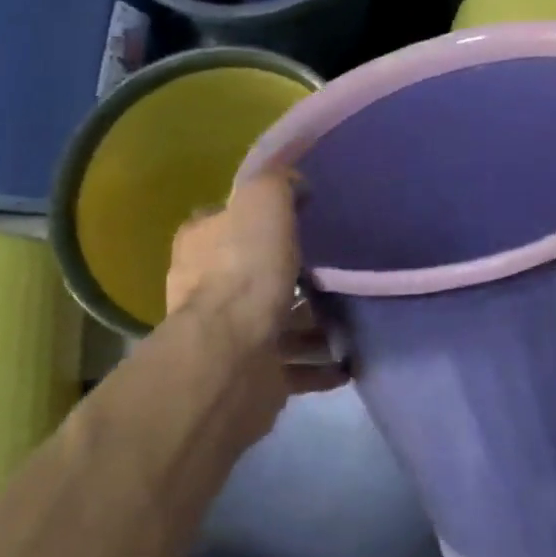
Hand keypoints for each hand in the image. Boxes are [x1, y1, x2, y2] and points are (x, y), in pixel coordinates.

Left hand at [165, 171, 347, 422]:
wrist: (234, 355)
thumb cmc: (246, 269)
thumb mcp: (262, 199)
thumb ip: (277, 182)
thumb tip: (296, 185)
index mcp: (201, 245)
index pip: (224, 223)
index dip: (255, 220)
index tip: (299, 217)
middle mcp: (206, 291)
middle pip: (253, 275)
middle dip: (291, 274)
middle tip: (335, 267)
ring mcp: (230, 337)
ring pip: (278, 322)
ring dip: (311, 324)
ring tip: (354, 315)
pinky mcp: (253, 375)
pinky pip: (295, 366)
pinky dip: (321, 364)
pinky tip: (351, 359)